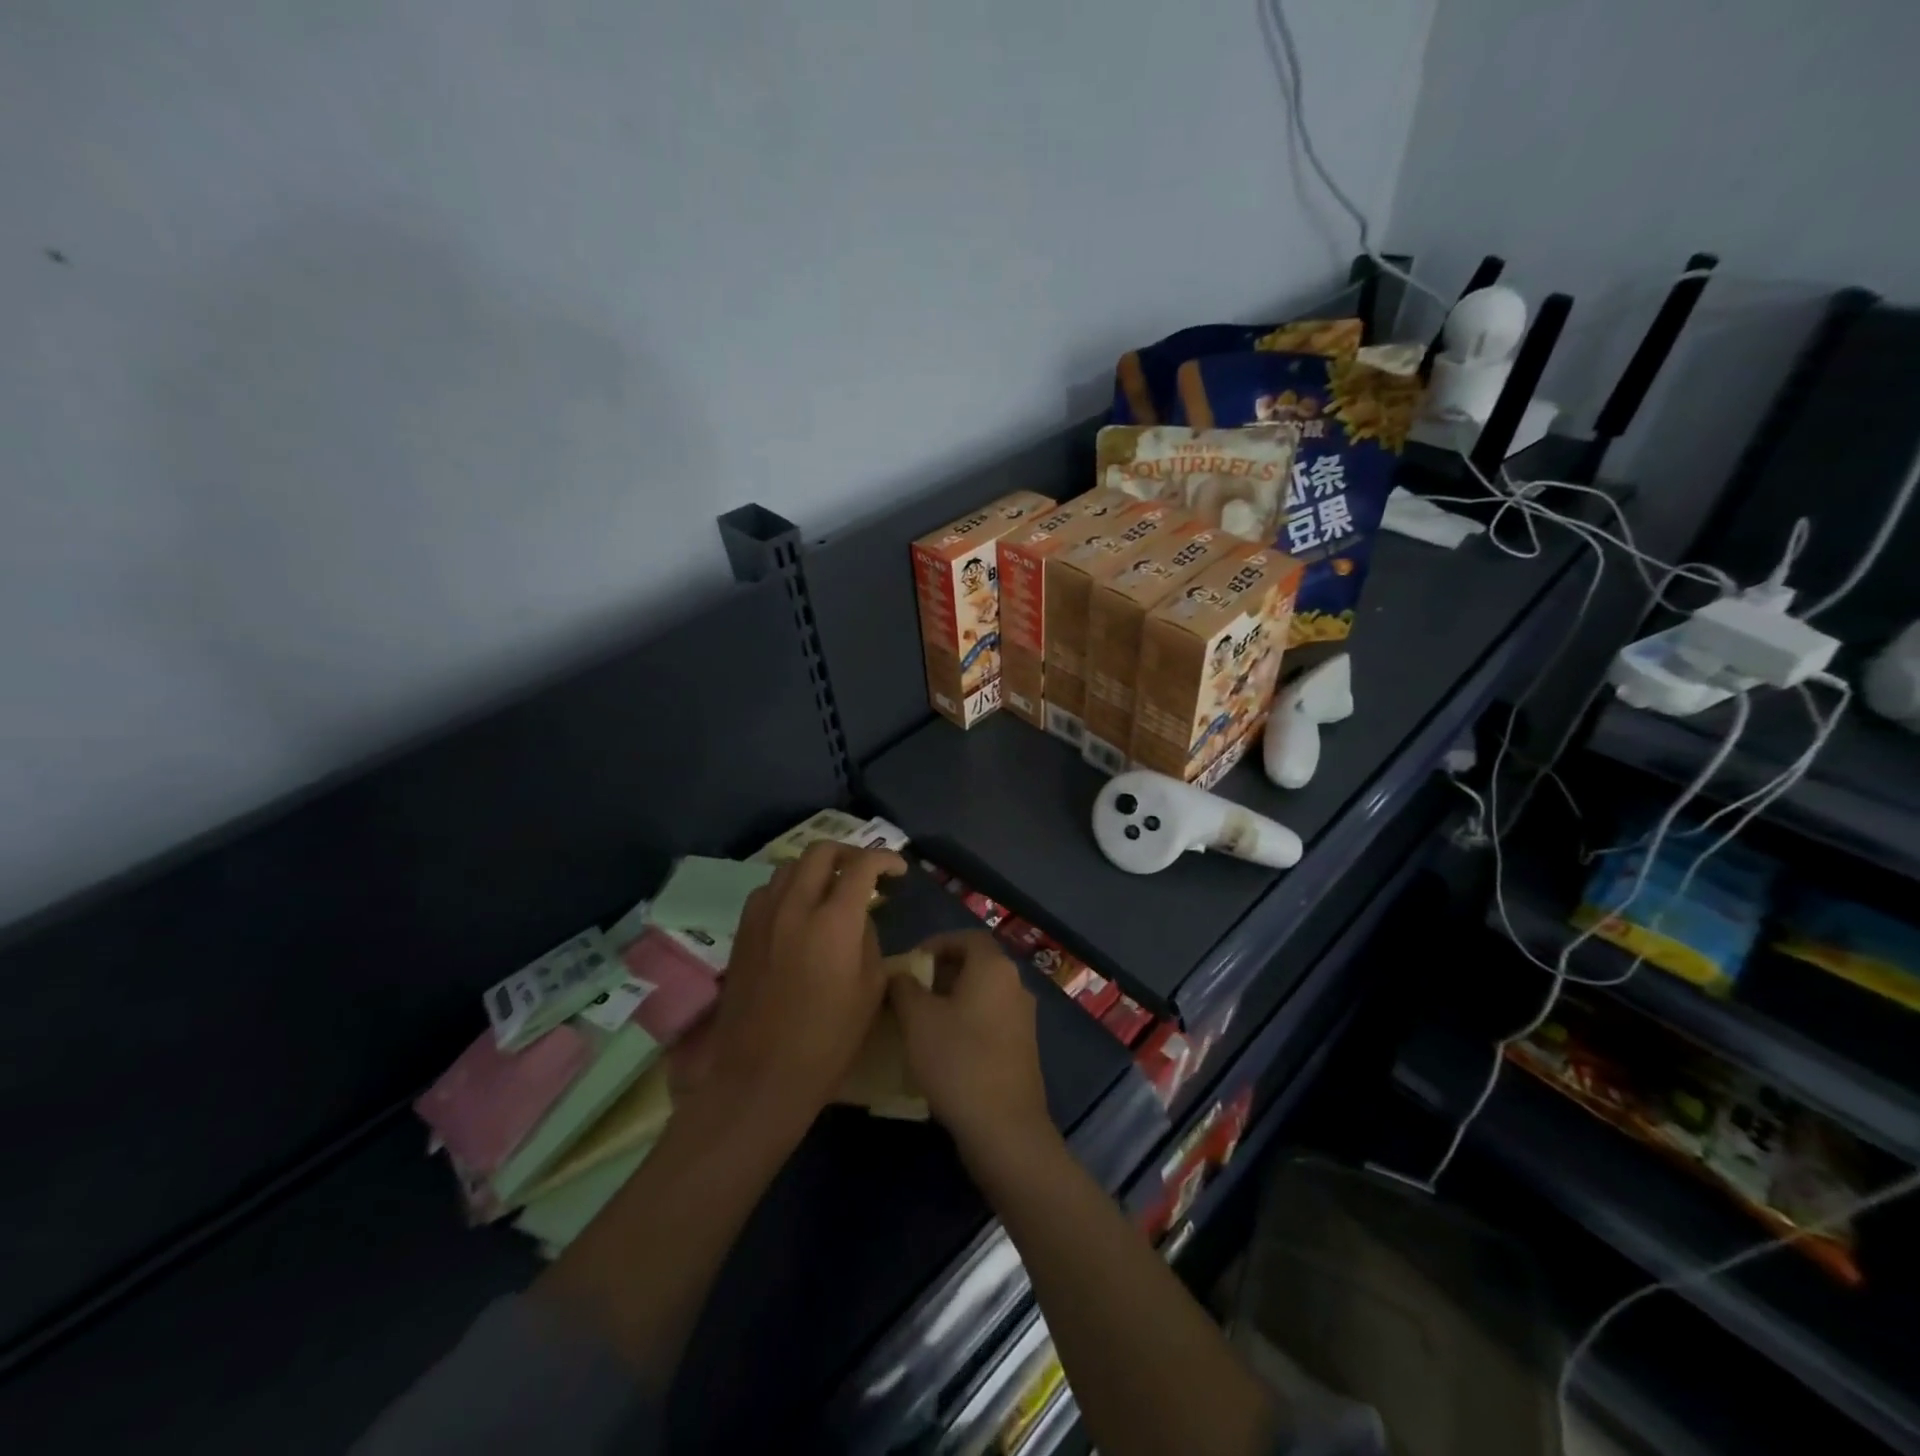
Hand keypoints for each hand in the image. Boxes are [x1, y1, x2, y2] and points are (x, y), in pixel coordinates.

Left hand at [695, 841, 906, 1129]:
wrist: (760, 1075)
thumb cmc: (827, 1041)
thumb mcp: (870, 990)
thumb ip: (869, 940)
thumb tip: (859, 917)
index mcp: (833, 921)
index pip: (861, 866)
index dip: (884, 859)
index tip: (897, 870)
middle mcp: (794, 906)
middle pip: (821, 851)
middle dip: (849, 852)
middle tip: (866, 871)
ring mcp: (763, 916)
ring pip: (790, 866)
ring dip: (817, 868)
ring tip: (832, 888)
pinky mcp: (743, 932)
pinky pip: (768, 890)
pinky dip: (789, 887)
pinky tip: (798, 911)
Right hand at [889, 930, 1053, 1164]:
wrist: (1004, 1128)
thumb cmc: (958, 1060)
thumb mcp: (918, 1019)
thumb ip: (905, 987)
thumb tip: (899, 974)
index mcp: (995, 968)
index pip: (966, 937)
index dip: (937, 943)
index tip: (910, 963)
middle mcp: (1015, 985)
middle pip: (976, 964)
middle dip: (941, 973)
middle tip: (910, 993)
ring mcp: (1023, 1018)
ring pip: (982, 994)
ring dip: (952, 999)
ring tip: (920, 1021)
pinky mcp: (1023, 1048)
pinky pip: (991, 1019)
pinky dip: (967, 1021)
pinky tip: (944, 1048)